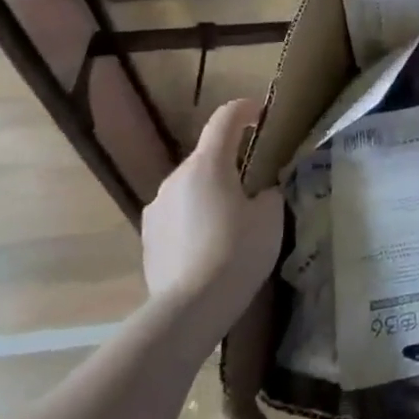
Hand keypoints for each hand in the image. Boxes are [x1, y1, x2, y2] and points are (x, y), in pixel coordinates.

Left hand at [141, 98, 282, 306]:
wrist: (190, 308)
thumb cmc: (237, 252)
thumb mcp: (271, 217)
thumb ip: (267, 194)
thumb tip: (260, 192)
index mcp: (208, 164)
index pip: (225, 119)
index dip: (244, 110)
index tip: (260, 114)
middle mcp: (176, 178)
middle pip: (207, 157)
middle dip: (230, 163)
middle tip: (254, 186)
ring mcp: (157, 208)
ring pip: (190, 187)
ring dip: (210, 193)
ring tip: (231, 223)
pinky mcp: (148, 237)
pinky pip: (177, 214)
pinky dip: (194, 218)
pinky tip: (209, 247)